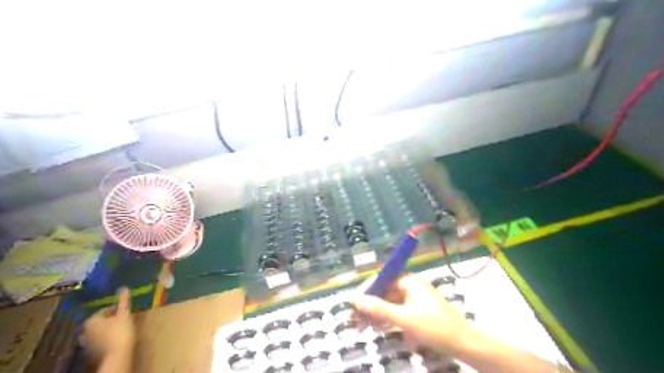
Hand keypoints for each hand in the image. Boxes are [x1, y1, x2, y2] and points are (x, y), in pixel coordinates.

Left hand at [81, 288, 135, 357]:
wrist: (116, 354)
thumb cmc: (120, 331)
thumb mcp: (124, 314)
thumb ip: (123, 301)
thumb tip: (124, 287)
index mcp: (91, 321)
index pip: (104, 310)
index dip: (116, 308)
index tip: (126, 309)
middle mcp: (85, 331)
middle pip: (100, 321)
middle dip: (111, 318)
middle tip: (124, 317)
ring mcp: (87, 342)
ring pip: (100, 331)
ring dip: (109, 327)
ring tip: (122, 326)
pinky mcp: (91, 351)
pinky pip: (100, 340)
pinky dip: (107, 337)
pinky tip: (117, 337)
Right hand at [352, 274, 470, 354]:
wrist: (465, 343)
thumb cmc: (434, 327)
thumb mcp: (404, 319)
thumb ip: (379, 309)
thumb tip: (356, 301)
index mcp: (407, 280)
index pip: (380, 279)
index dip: (365, 291)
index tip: (353, 305)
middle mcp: (410, 285)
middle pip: (384, 291)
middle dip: (369, 305)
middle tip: (355, 321)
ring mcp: (414, 297)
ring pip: (390, 302)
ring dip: (377, 313)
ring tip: (363, 327)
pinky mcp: (418, 309)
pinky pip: (398, 310)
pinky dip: (388, 318)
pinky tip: (380, 328)